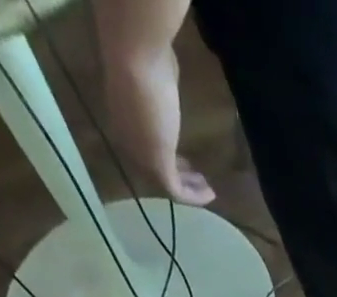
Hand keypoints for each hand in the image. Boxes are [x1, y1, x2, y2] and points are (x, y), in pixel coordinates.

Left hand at [106, 45, 214, 205]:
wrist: (137, 58)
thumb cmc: (146, 60)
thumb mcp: (155, 77)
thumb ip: (160, 88)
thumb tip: (167, 86)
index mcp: (125, 122)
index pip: (147, 150)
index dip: (169, 158)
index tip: (189, 163)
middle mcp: (131, 142)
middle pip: (156, 169)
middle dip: (180, 175)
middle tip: (200, 178)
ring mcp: (143, 156)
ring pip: (166, 182)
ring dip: (189, 188)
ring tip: (207, 187)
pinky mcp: (158, 166)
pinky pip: (177, 191)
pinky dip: (194, 197)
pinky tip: (211, 194)